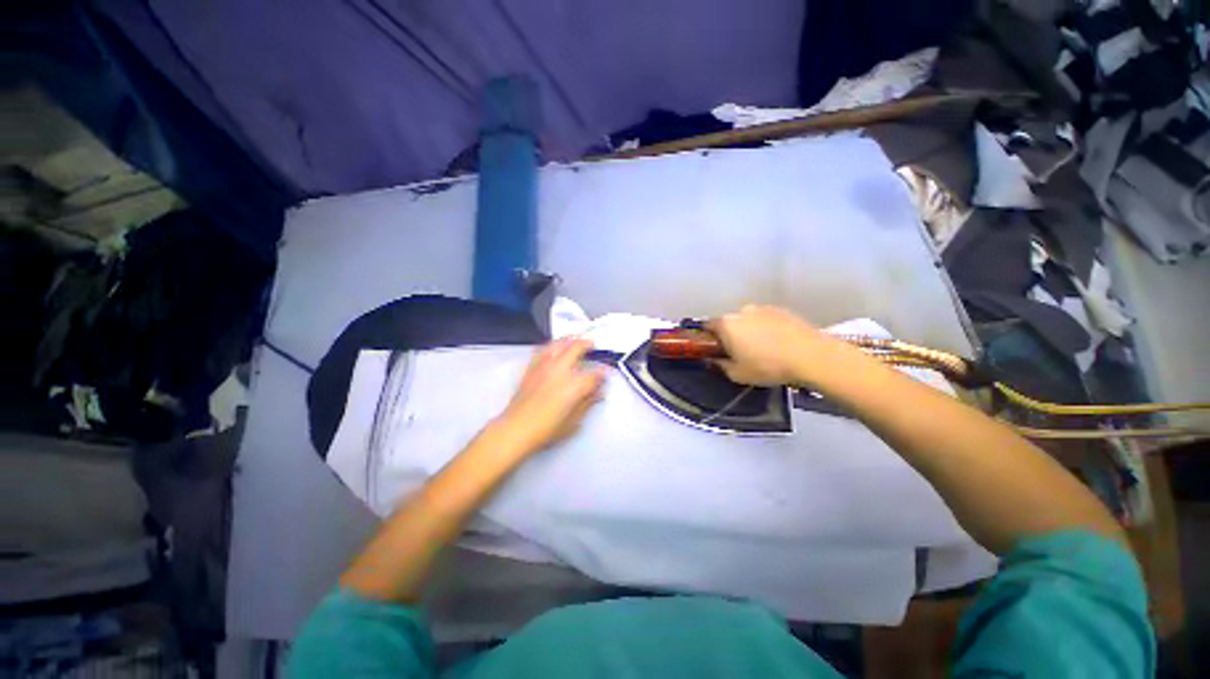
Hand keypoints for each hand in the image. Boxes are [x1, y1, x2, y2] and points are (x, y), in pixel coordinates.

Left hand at [492, 338, 605, 455]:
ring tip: (575, 339)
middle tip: (592, 345)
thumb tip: (597, 393)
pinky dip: (551, 345)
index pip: (594, 374)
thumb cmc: (545, 429)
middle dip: (588, 344)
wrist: (517, 429)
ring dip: (570, 339)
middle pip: (577, 348)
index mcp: (574, 384)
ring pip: (559, 343)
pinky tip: (554, 346)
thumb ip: (588, 402)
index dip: (602, 373)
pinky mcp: (532, 368)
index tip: (604, 374)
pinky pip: (543, 349)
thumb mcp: (574, 421)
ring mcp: (545, 366)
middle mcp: (560, 370)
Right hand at [708, 305, 833, 386]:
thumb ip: (720, 366)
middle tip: (739, 352)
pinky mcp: (782, 310)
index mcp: (726, 324)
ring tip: (762, 348)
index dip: (709, 339)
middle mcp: (741, 311)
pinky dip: (767, 328)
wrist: (811, 356)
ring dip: (749, 330)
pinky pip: (766, 319)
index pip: (708, 326)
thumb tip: (714, 361)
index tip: (715, 350)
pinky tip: (778, 343)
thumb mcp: (738, 374)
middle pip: (729, 322)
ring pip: (748, 320)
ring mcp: (763, 308)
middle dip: (731, 334)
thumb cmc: (767, 367)